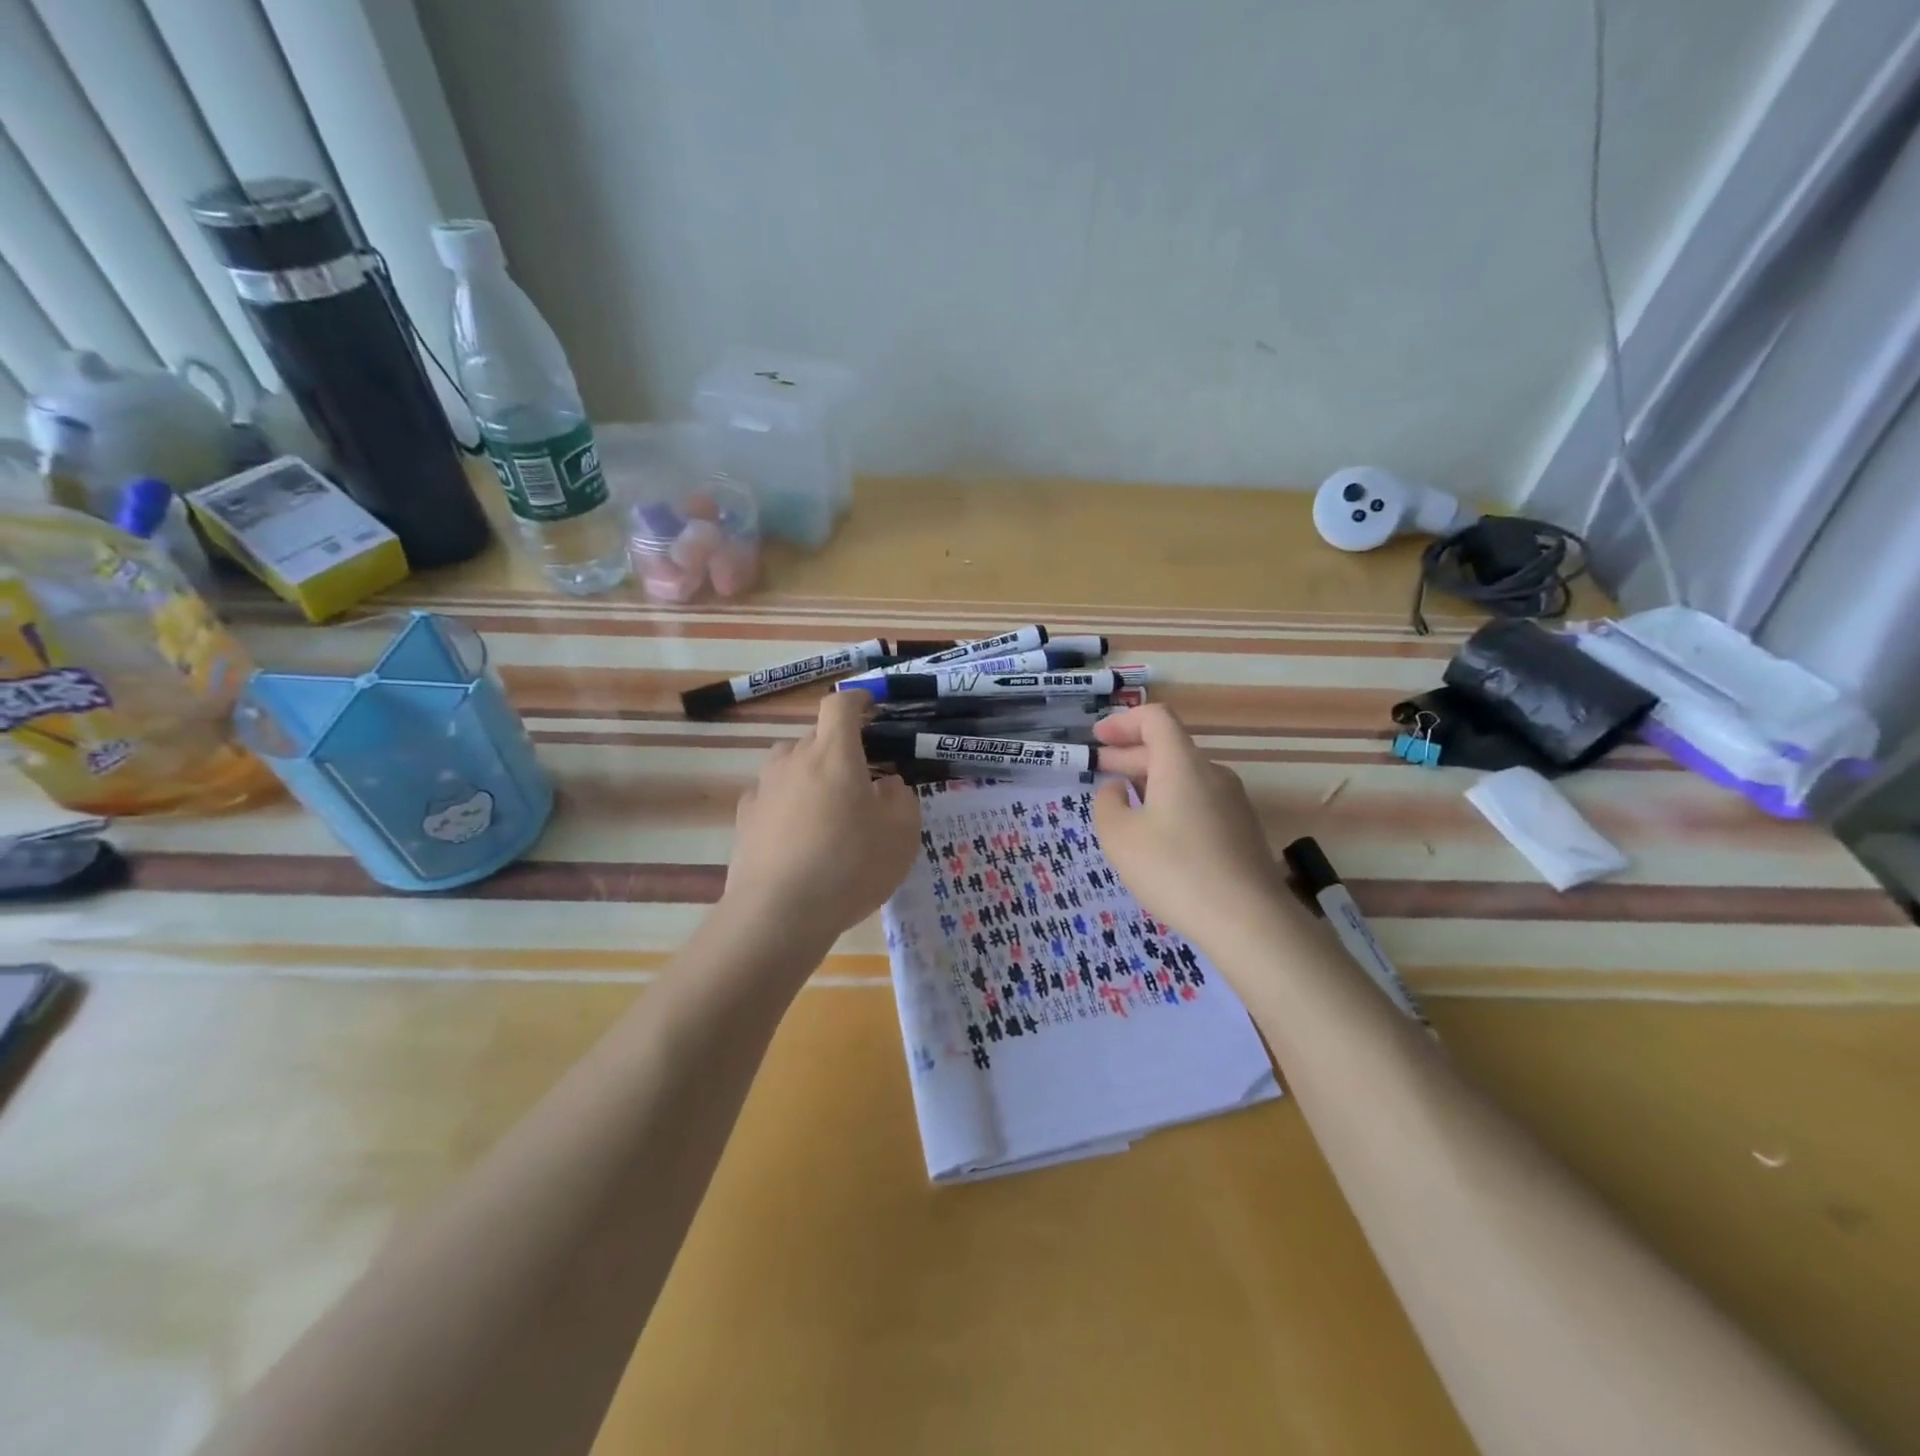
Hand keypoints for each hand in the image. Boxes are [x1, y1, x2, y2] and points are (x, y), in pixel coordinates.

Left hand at [722, 690, 920, 950]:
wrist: (779, 912)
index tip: (869, 707)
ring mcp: (764, 787)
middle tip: (859, 778)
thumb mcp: (901, 834)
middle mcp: (794, 760)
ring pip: (789, 763)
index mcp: (835, 753)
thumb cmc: (850, 866)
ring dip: (808, 772)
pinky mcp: (744, 817)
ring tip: (825, 805)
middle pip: (815, 736)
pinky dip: (786, 802)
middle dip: (838, 747)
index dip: (857, 699)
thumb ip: (901, 798)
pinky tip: (796, 833)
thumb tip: (887, 784)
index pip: (840, 705)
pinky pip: (771, 795)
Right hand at [1091, 705, 1290, 950]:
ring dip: (1149, 781)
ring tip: (1121, 803)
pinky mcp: (1241, 830)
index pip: (1155, 719)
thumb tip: (1115, 790)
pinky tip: (1154, 834)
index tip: (1097, 738)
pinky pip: (1198, 801)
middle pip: (1168, 748)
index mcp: (1182, 764)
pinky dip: (1169, 802)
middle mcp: (1211, 774)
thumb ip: (1107, 804)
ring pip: (1183, 777)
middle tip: (1097, 769)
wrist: (1249, 921)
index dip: (1123, 722)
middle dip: (1128, 754)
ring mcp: (1232, 802)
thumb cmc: (1175, 870)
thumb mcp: (1120, 837)